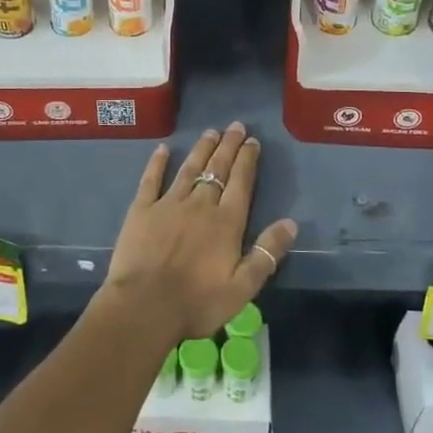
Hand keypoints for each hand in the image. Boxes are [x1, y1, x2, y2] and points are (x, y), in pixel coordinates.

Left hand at [99, 122, 296, 343]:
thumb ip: (267, 253)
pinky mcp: (141, 210)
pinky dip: (157, 163)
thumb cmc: (197, 303)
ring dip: (201, 149)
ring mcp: (168, 204)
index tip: (253, 141)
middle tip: (236, 126)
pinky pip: (151, 180)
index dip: (248, 160)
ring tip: (211, 132)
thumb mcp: (243, 287)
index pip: (241, 183)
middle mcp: (200, 205)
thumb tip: (291, 223)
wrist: (144, 306)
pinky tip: (162, 149)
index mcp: (226, 222)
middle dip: (228, 146)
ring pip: (189, 169)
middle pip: (217, 169)